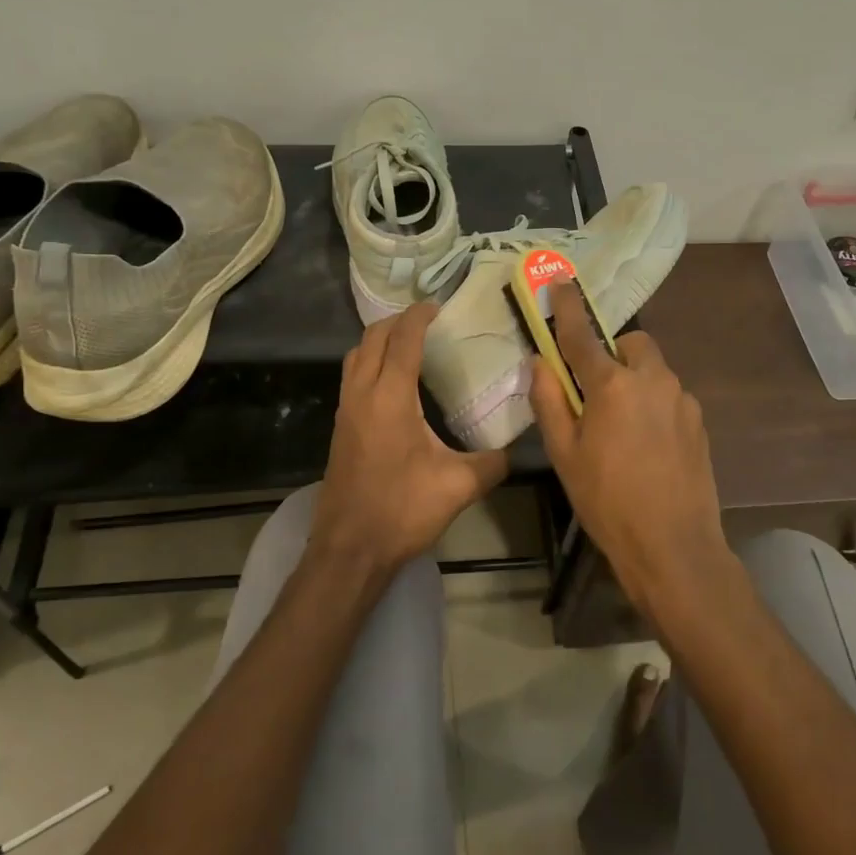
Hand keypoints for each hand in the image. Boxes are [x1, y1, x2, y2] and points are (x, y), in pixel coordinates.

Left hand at [311, 303, 509, 579]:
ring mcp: (345, 410)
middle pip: (372, 337)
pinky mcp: (340, 427)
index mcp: (390, 397)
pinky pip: (351, 376)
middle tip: (427, 320)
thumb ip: (492, 463)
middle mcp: (362, 393)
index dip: (419, 317)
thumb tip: (515, 450)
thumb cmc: (402, 510)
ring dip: (379, 340)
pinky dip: (370, 362)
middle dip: (397, 321)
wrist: (349, 548)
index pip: (403, 339)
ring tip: (409, 344)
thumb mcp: (459, 486)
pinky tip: (393, 383)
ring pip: (355, 355)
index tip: (438, 306)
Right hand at [529, 283, 730, 619]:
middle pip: (631, 345)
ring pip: (654, 370)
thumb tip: (540, 363)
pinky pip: (669, 396)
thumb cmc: (607, 501)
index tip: (560, 281)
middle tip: (594, 390)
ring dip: (633, 380)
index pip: (583, 335)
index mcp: (613, 385)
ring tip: (619, 427)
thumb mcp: (564, 454)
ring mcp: (682, 400)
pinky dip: (652, 404)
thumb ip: (548, 402)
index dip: (569, 306)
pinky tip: (646, 446)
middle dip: (612, 353)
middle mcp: (653, 380)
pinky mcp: (699, 422)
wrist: (673, 546)